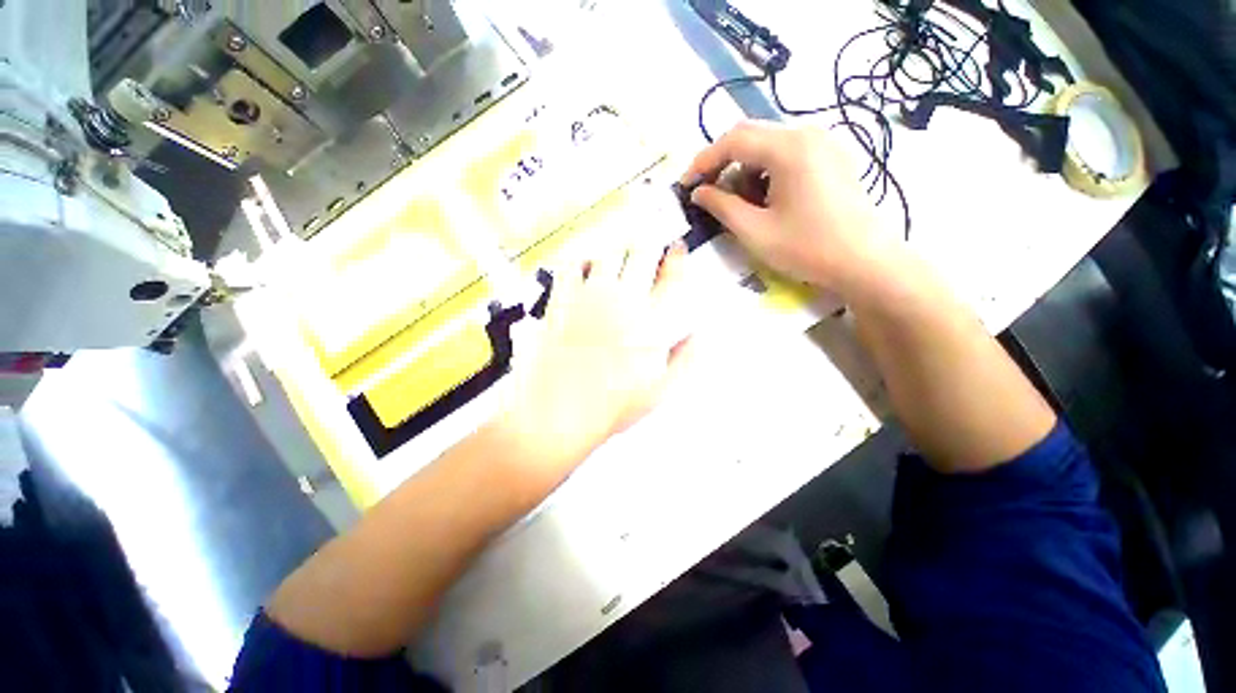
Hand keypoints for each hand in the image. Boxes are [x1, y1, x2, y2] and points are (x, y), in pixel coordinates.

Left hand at [493, 241, 694, 488]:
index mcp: (651, 321)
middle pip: (642, 252)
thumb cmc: (612, 407)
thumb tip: (699, 335)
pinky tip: (582, 264)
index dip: (677, 257)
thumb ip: (685, 360)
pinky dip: (579, 259)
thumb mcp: (659, 391)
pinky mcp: (560, 300)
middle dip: (648, 242)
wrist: (558, 412)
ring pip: (607, 252)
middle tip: (647, 242)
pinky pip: (570, 265)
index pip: (672, 277)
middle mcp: (623, 300)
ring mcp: (589, 297)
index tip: (677, 248)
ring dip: (617, 246)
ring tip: (618, 248)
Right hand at [682, 120, 894, 296]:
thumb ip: (722, 206)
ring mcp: (825, 142)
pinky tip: (765, 197)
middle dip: (722, 162)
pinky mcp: (833, 156)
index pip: (733, 140)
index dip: (704, 161)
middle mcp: (808, 133)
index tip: (686, 185)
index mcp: (789, 148)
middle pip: (751, 135)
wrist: (865, 262)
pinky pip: (789, 152)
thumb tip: (697, 193)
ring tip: (738, 201)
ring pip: (769, 144)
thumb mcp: (755, 231)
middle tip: (706, 191)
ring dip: (745, 168)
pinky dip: (766, 170)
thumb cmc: (807, 248)